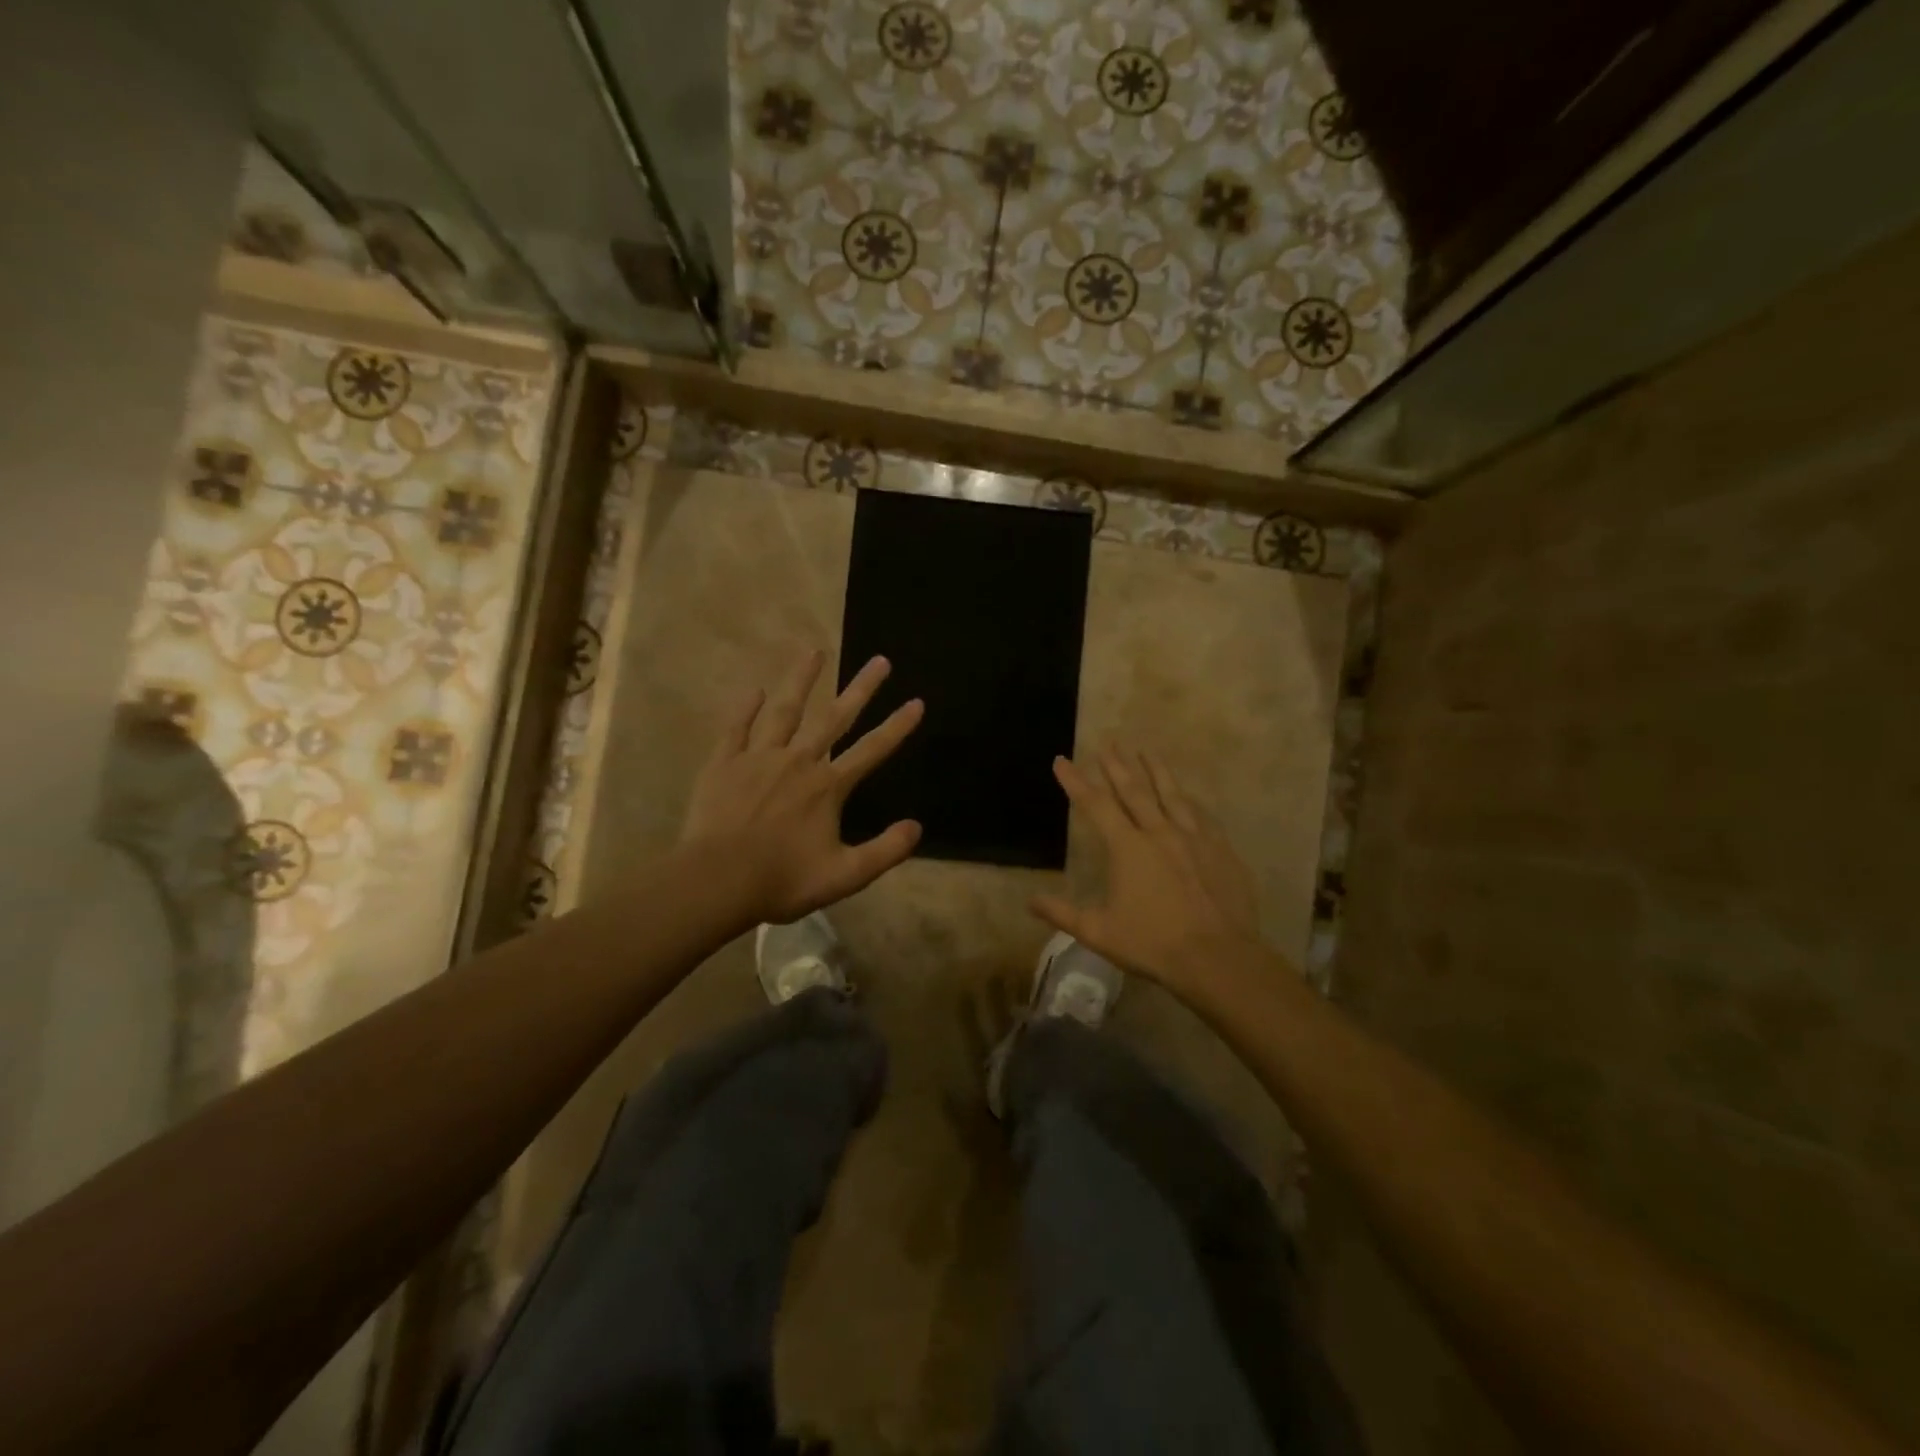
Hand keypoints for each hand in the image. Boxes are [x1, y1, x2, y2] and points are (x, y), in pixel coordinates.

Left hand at [680, 650, 923, 925]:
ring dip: (802, 680)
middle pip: (835, 718)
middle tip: (879, 660)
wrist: (717, 881)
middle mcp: (798, 761)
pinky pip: (737, 728)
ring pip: (785, 711)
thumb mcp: (845, 875)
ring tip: (815, 651)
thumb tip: (917, 827)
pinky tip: (755, 689)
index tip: (916, 701)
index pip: (872, 750)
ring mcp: (759, 758)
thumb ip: (885, 851)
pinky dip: (747, 708)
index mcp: (828, 787)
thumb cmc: (783, 880)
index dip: (897, 726)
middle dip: (861, 688)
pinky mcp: (725, 763)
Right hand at [1032, 747, 1264, 998]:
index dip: (1075, 781)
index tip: (1062, 760)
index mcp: (1127, 848)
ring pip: (1171, 794)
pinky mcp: (1221, 849)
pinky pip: (1201, 815)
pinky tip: (1187, 794)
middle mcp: (1159, 832)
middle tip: (1108, 742)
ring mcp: (1194, 838)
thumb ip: (1062, 913)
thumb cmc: (1152, 944)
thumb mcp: (1098, 932)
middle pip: (1134, 790)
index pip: (1095, 805)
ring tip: (1146, 750)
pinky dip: (1189, 800)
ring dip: (1155, 770)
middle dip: (1117, 765)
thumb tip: (1029, 901)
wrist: (1218, 958)